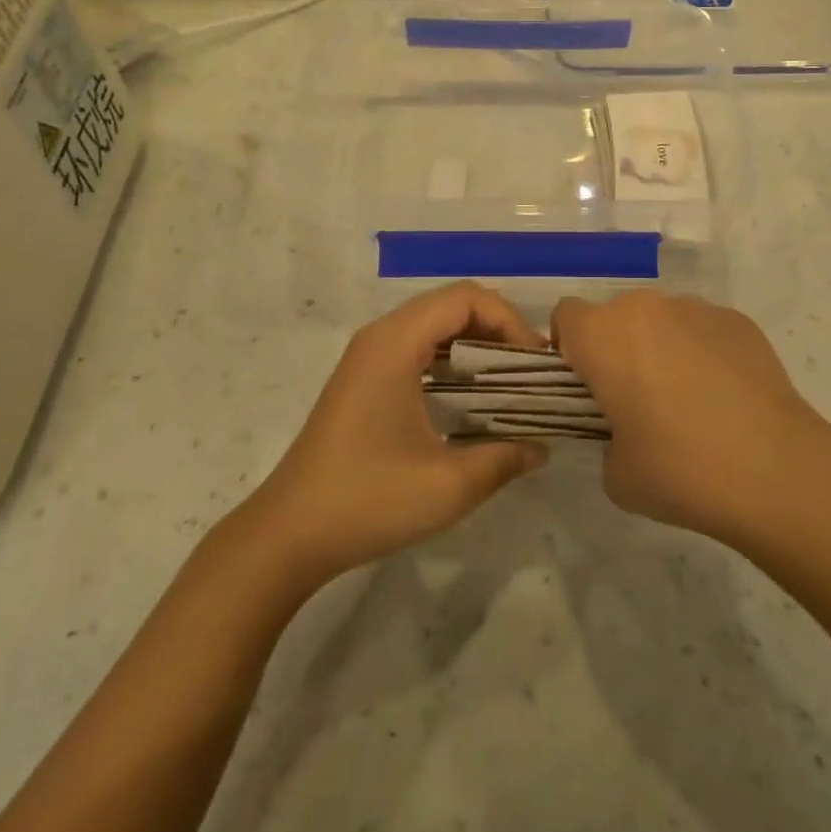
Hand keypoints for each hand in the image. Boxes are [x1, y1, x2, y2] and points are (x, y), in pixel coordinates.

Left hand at [247, 283, 549, 587]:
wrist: (289, 533)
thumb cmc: (368, 500)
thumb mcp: (448, 485)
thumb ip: (504, 458)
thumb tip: (541, 446)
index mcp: (396, 343)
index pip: (465, 298)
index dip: (508, 320)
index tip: (535, 362)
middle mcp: (381, 336)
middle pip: (451, 305)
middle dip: (497, 329)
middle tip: (529, 371)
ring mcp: (368, 357)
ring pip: (434, 326)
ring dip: (475, 344)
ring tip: (508, 382)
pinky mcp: (364, 379)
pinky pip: (417, 348)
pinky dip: (451, 360)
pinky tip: (469, 399)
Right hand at [552, 290, 830, 546]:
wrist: (775, 470)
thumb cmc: (680, 471)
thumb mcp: (617, 474)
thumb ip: (605, 438)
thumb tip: (626, 431)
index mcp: (603, 336)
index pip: (566, 317)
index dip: (569, 348)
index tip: (586, 386)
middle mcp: (644, 308)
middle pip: (615, 316)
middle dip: (617, 347)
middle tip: (636, 398)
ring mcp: (695, 309)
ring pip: (660, 319)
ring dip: (660, 346)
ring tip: (689, 398)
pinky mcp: (737, 320)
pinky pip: (702, 328)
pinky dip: (702, 350)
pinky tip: (725, 395)